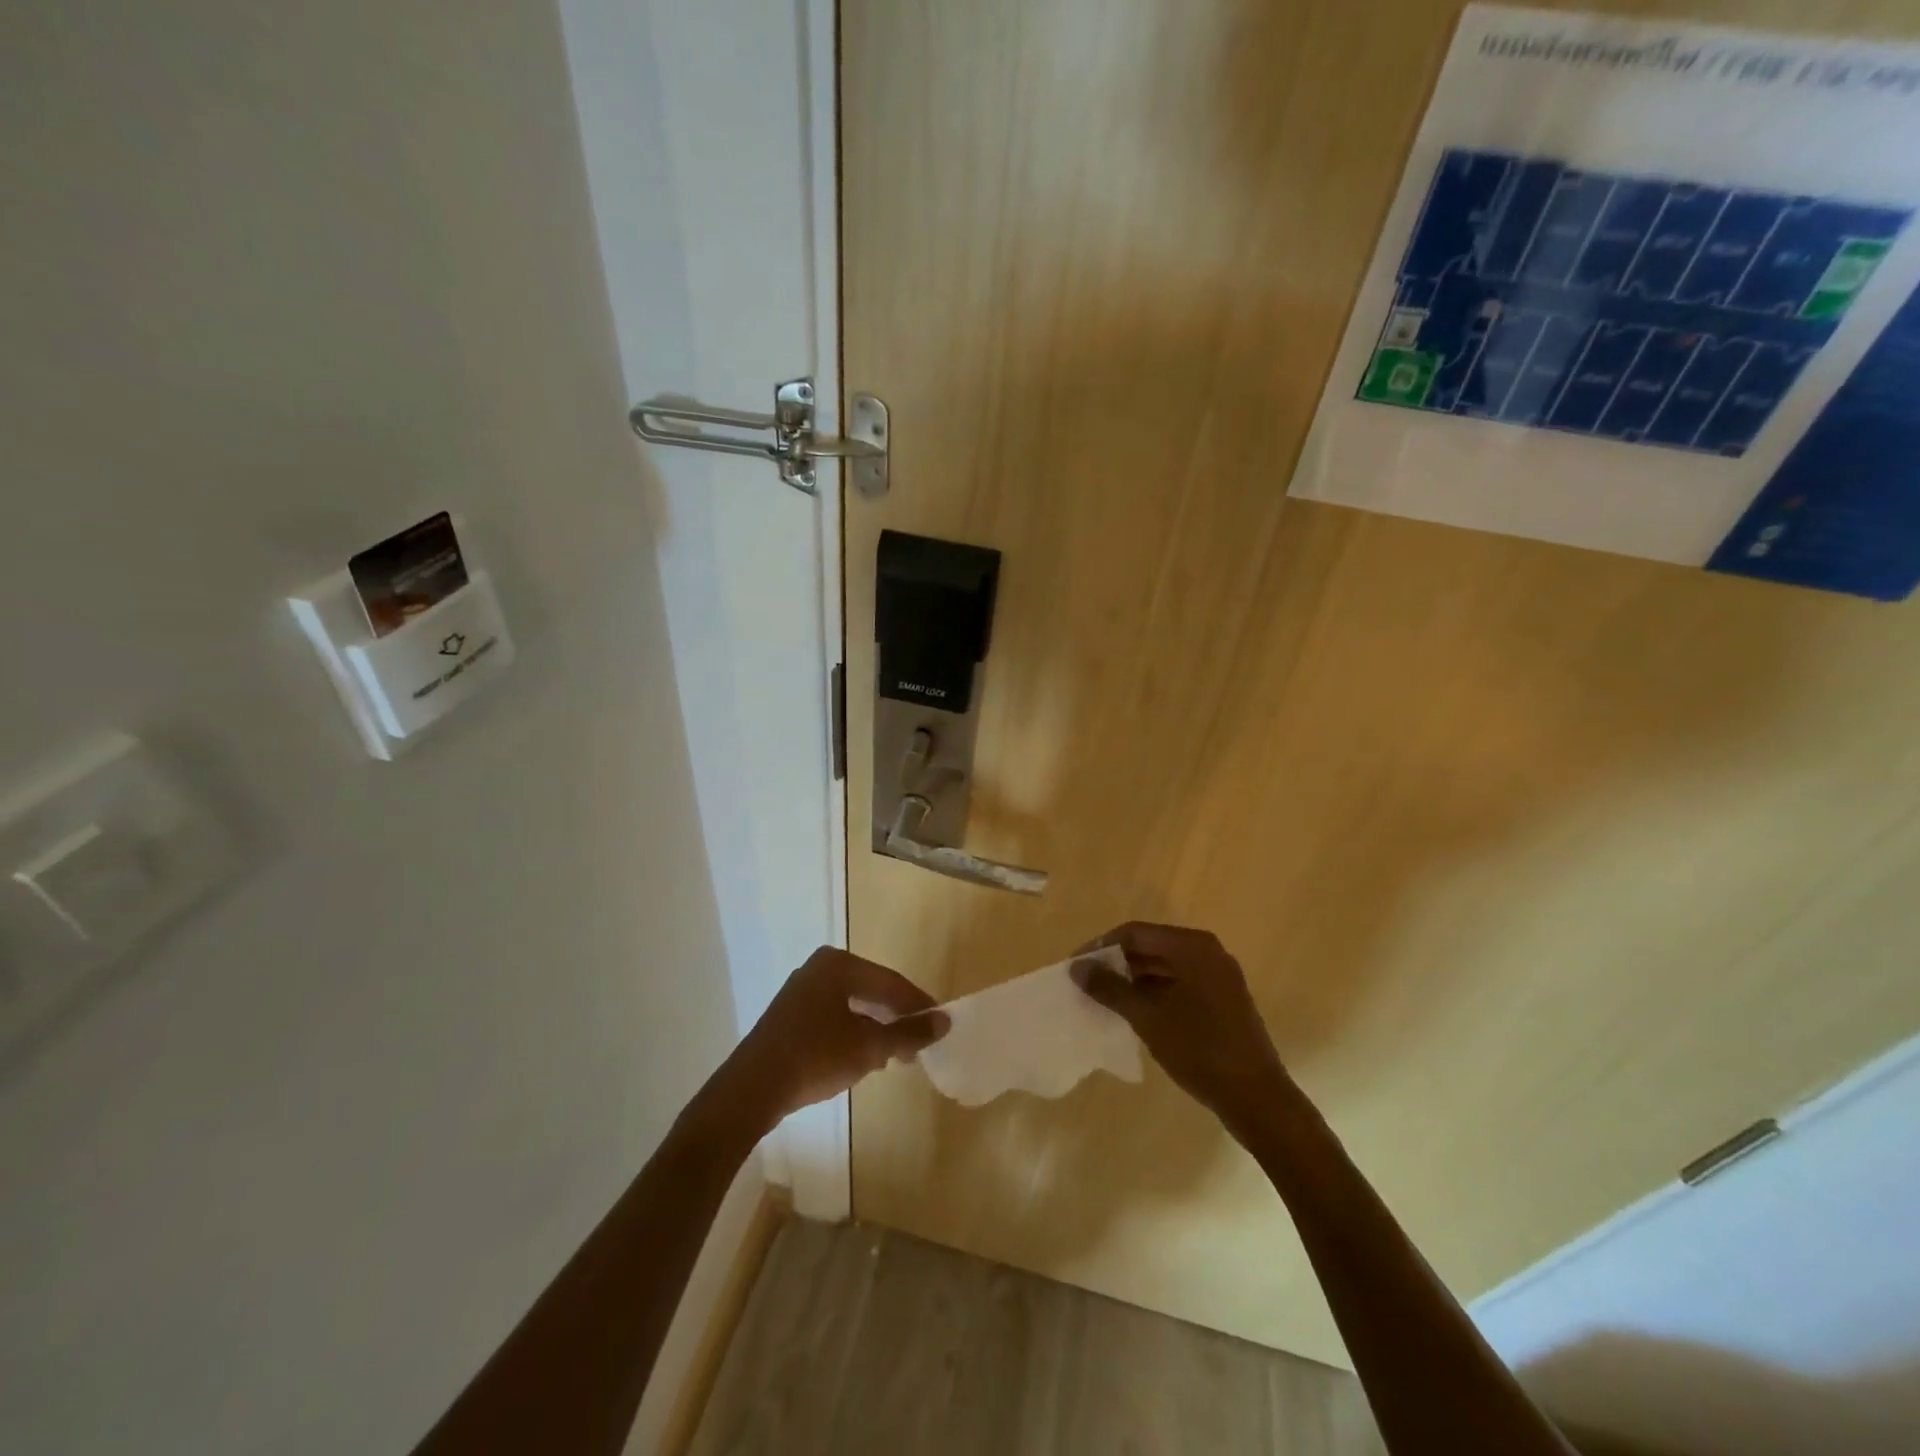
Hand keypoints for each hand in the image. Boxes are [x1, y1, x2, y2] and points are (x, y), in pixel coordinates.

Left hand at [721, 947, 948, 1129]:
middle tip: (918, 1045)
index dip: (918, 1004)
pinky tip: (863, 1057)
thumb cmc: (816, 1057)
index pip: (891, 982)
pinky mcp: (789, 1015)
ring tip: (895, 1056)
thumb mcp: (869, 1047)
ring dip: (876, 1029)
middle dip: (896, 1018)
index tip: (940, 1025)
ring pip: (852, 1005)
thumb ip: (909, 1033)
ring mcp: (801, 990)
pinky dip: (853, 1033)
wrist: (751, 1089)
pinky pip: (833, 1017)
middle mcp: (819, 968)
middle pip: (871, 991)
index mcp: (839, 964)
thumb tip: (944, 1021)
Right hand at [1071, 922, 1285, 1129]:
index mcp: (1192, 946)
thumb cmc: (1199, 1048)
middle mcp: (1207, 952)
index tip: (1076, 967)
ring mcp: (1218, 977)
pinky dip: (1154, 992)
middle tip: (1086, 984)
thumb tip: (1077, 967)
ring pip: (1164, 967)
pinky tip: (1133, 1012)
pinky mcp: (1222, 1000)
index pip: (1135, 933)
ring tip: (1103, 999)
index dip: (1101, 947)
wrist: (1257, 1098)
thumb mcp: (1147, 1016)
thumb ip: (1110, 988)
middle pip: (1150, 947)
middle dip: (1116, 963)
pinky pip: (1179, 984)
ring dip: (1133, 979)